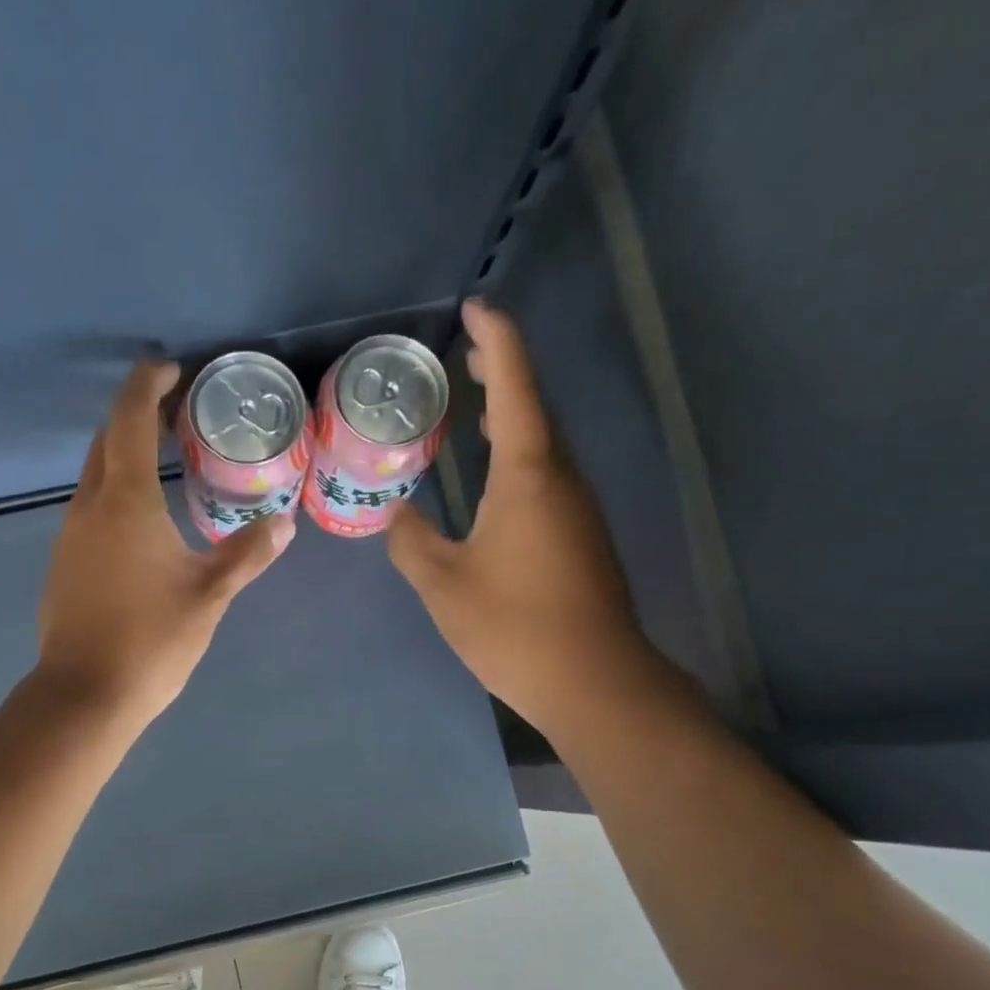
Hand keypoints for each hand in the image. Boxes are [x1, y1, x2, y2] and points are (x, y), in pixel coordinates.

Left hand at [36, 361, 294, 728]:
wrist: (86, 696)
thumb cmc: (151, 640)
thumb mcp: (209, 596)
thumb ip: (246, 554)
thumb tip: (284, 523)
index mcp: (123, 503)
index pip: (129, 421)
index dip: (147, 386)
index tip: (171, 369)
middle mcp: (88, 509)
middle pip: (105, 443)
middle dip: (135, 417)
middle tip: (175, 413)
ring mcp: (69, 539)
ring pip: (94, 479)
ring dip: (124, 458)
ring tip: (164, 462)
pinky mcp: (64, 567)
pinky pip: (90, 512)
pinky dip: (115, 496)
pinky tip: (142, 524)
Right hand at [387, 299, 651, 731]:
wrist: (593, 680)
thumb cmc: (513, 626)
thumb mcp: (444, 585)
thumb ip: (411, 542)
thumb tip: (396, 514)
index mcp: (528, 474)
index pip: (514, 386)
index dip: (495, 339)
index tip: (474, 309)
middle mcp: (562, 478)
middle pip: (534, 407)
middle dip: (501, 373)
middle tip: (464, 355)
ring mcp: (578, 508)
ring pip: (544, 445)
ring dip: (511, 418)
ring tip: (473, 410)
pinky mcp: (582, 537)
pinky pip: (548, 477)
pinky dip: (519, 459)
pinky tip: (495, 480)